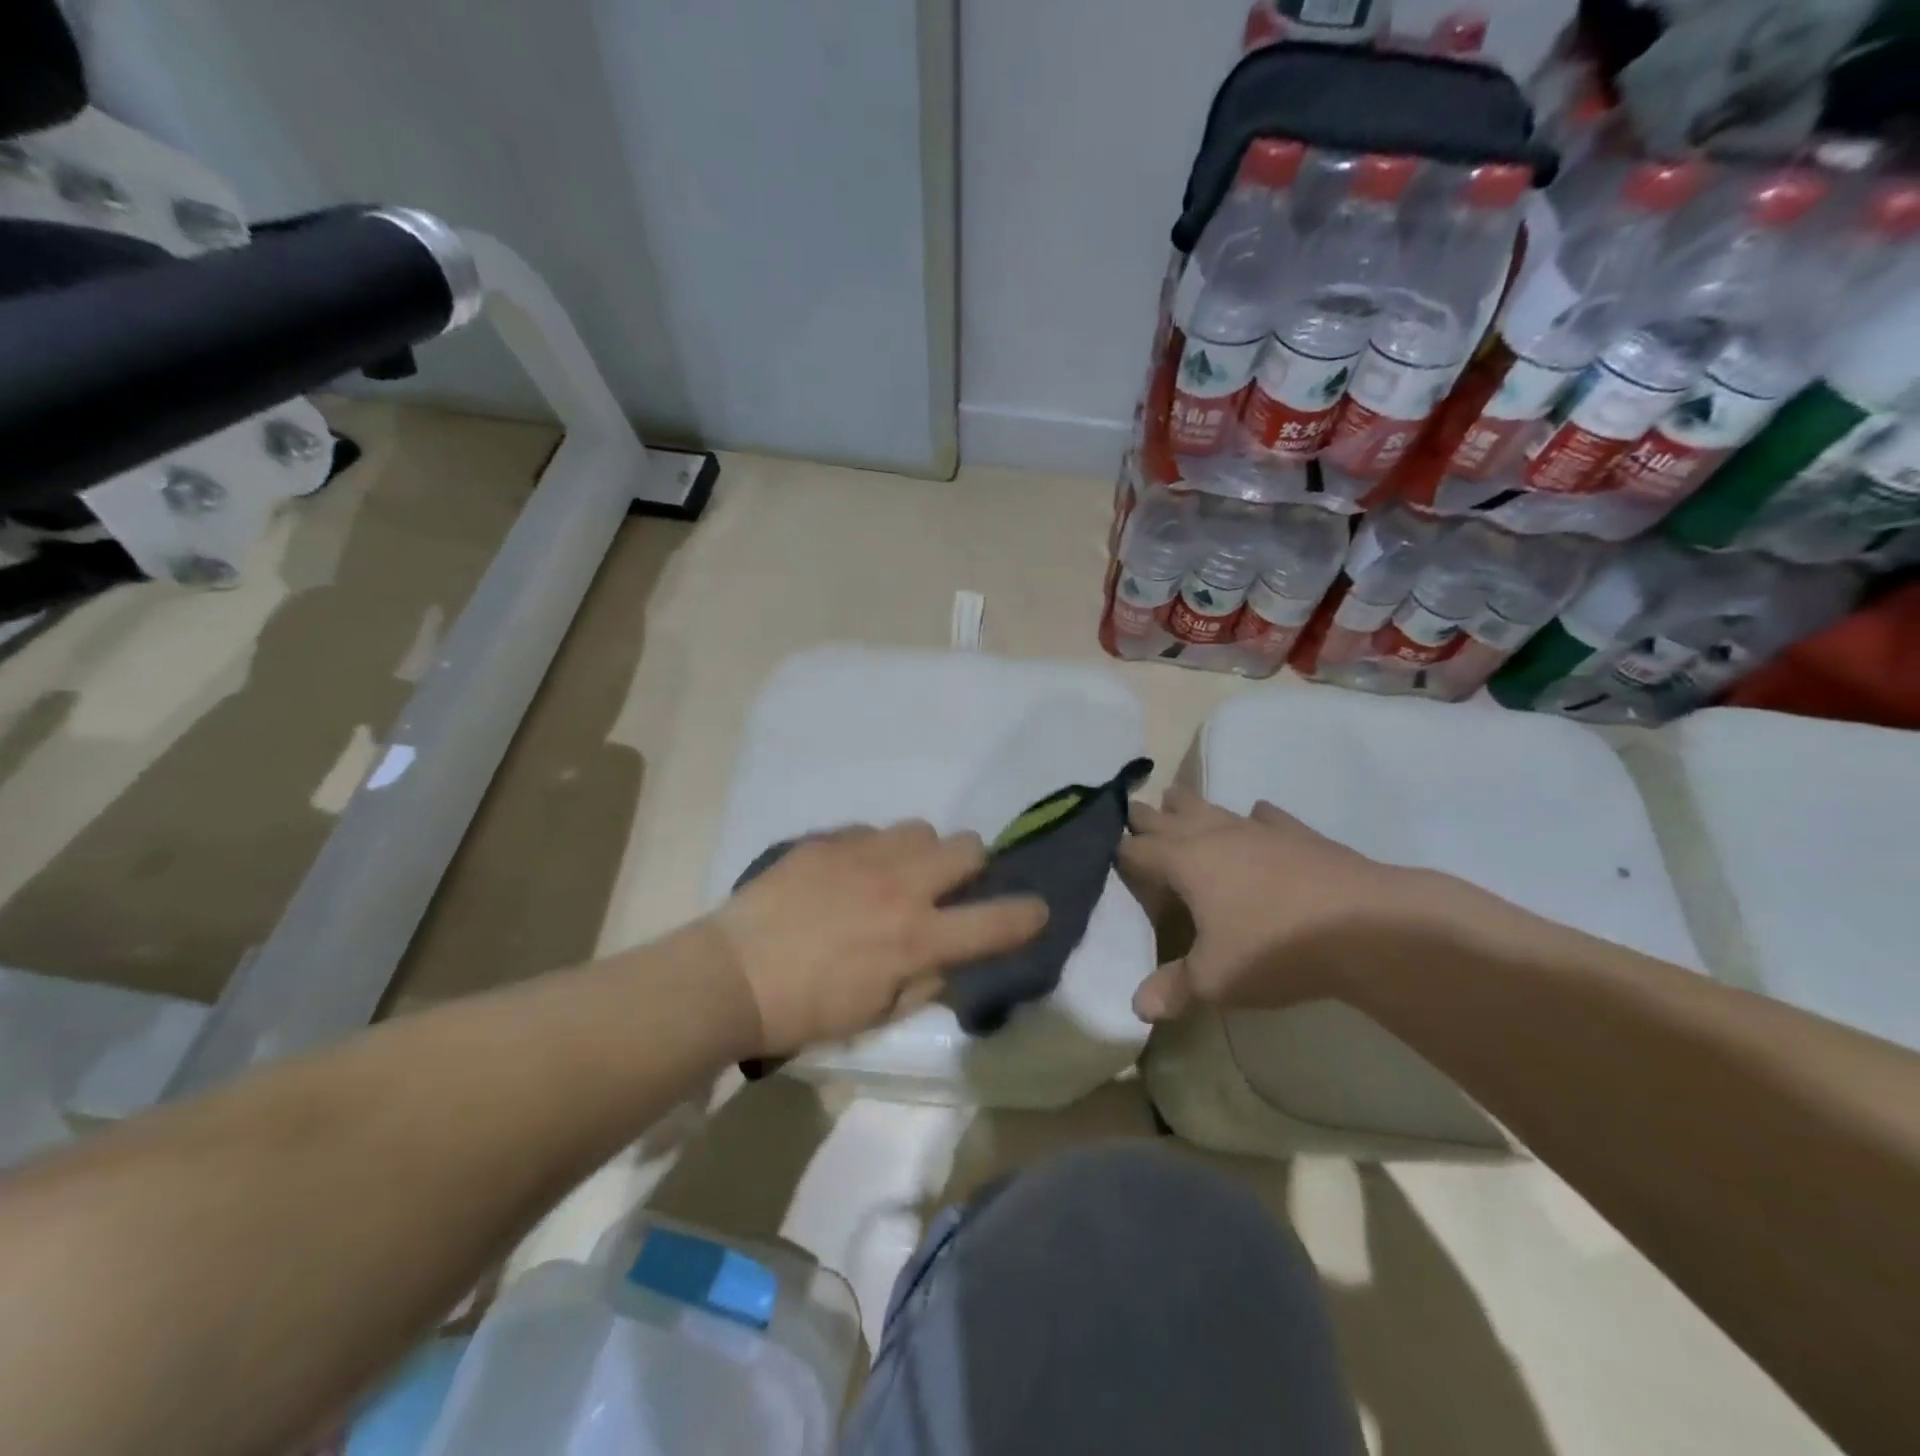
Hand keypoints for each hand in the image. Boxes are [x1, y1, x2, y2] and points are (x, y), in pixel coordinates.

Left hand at [709, 821, 1049, 1054]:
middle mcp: (901, 885)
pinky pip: (871, 831)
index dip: (1027, 915)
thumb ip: (925, 982)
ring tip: (894, 875)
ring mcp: (863, 854)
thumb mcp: (877, 1014)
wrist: (731, 975)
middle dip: (970, 866)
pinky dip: (873, 851)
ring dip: (921, 853)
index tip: (1035, 911)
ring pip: (921, 829)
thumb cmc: (806, 1010)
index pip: (996, 921)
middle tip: (947, 888)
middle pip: (968, 846)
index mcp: (917, 936)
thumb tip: (946, 957)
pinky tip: (848, 875)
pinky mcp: (828, 840)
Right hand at [1118, 787, 1444, 1021]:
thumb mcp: (1215, 979)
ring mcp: (1257, 829)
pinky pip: (1264, 816)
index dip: (1120, 853)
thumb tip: (1138, 1007)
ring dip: (1190, 806)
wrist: (1364, 926)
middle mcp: (1213, 835)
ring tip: (1177, 800)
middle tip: (1133, 812)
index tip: (1109, 854)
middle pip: (1168, 817)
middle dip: (1147, 816)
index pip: (1137, 850)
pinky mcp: (1297, 833)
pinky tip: (1256, 817)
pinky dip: (1252, 817)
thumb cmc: (1274, 949)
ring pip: (1211, 806)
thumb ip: (1173, 988)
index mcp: (1184, 862)